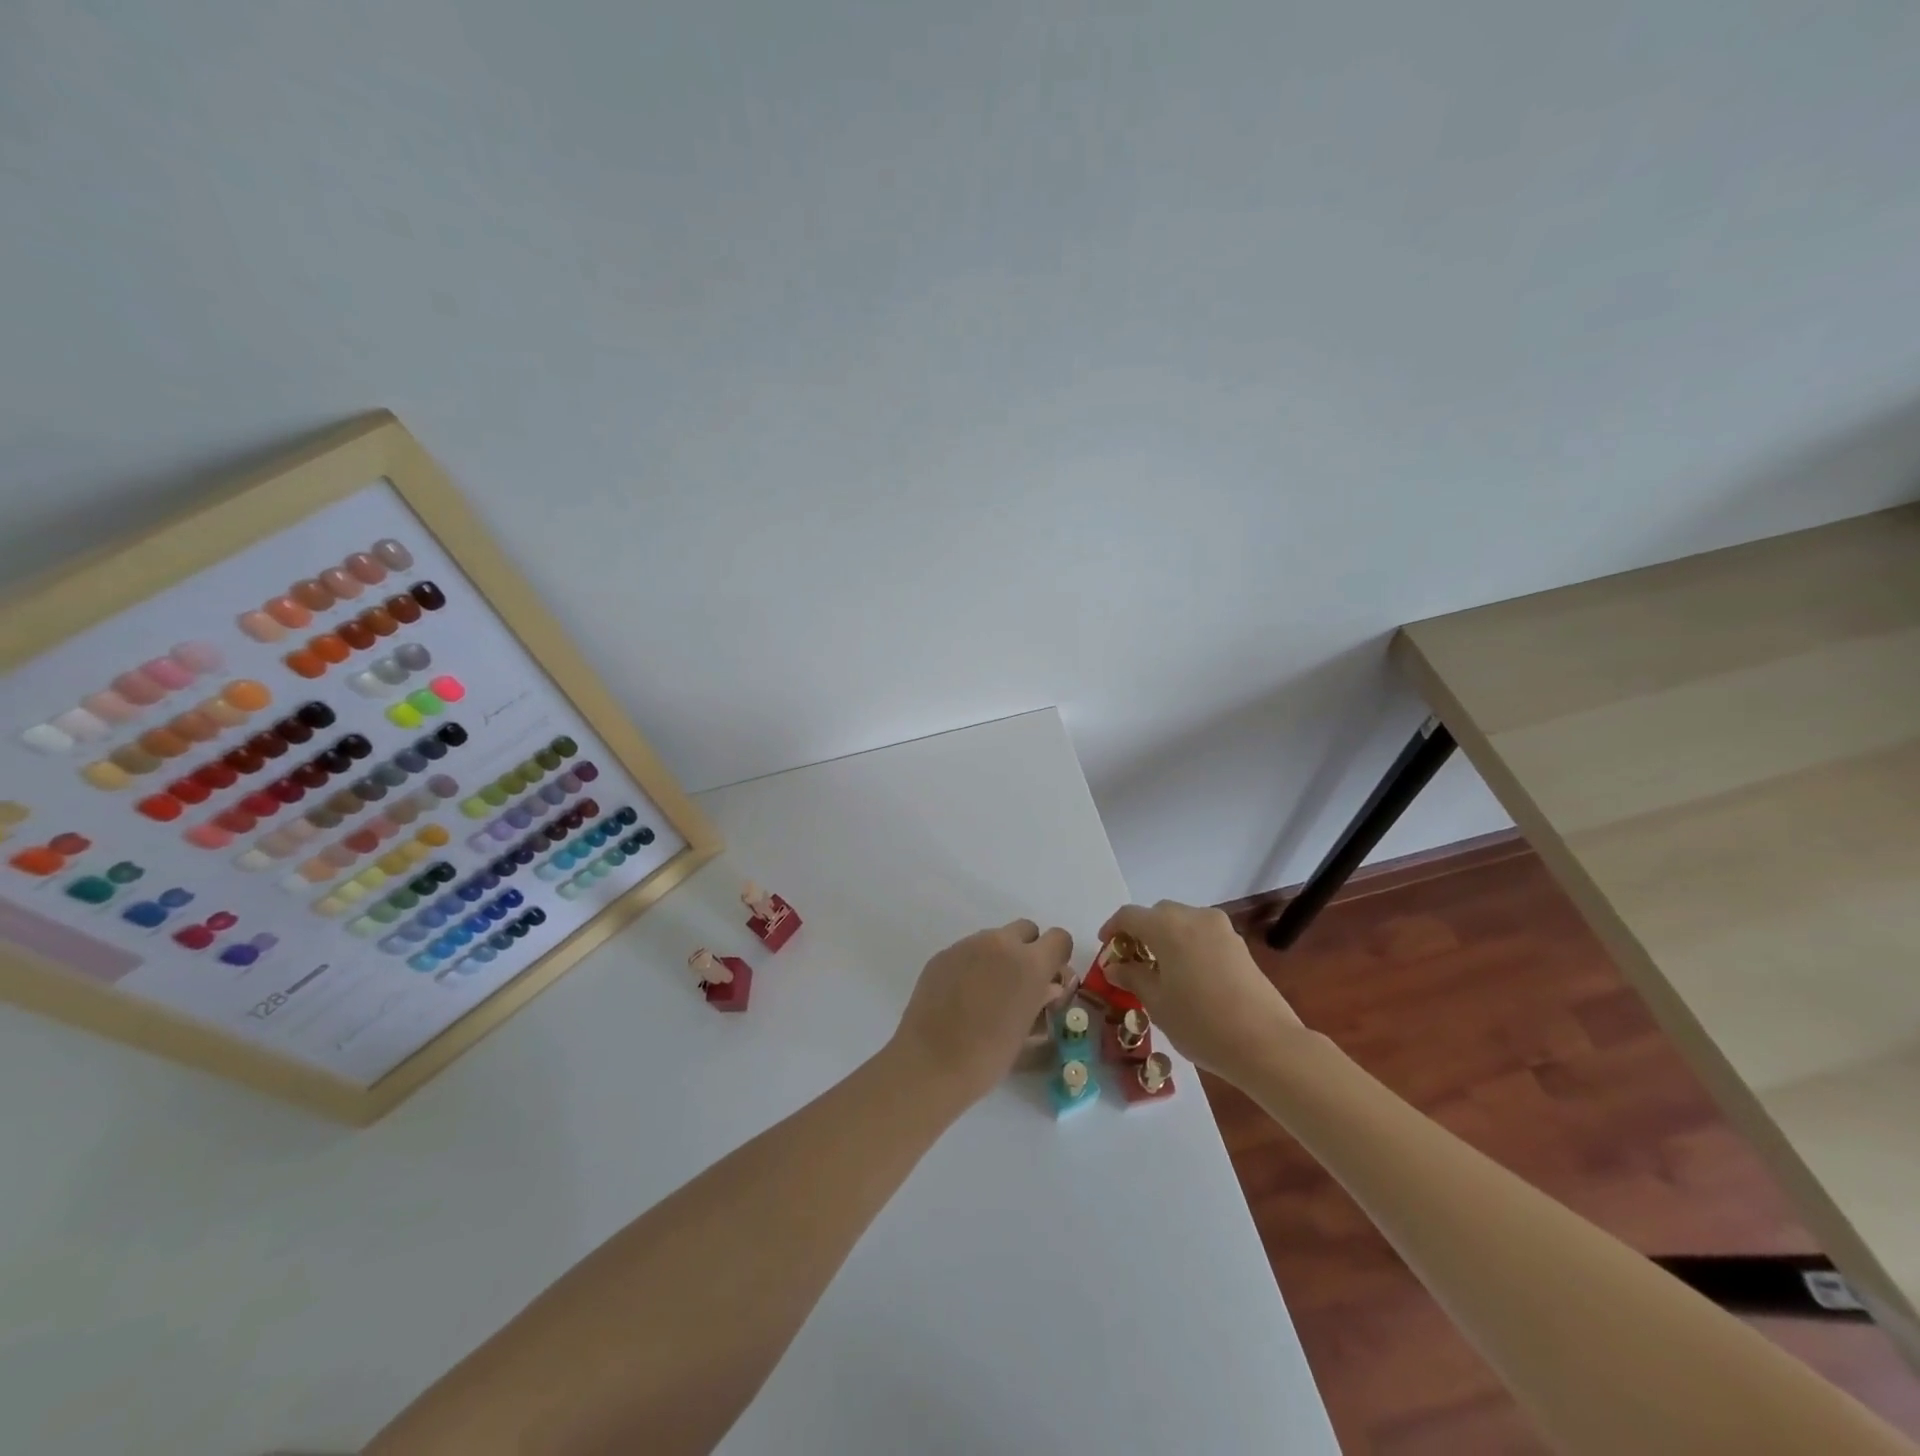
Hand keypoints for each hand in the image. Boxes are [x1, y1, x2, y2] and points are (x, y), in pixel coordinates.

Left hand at [892, 919, 1073, 1105]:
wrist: (931, 1062)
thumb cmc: (988, 1055)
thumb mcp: (1026, 1030)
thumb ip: (1042, 1000)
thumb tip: (1047, 988)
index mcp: (1030, 963)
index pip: (1059, 938)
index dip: (1057, 958)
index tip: (1049, 980)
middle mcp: (1000, 943)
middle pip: (1027, 930)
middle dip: (1029, 951)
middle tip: (1020, 985)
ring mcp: (968, 945)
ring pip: (995, 938)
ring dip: (999, 957)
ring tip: (987, 993)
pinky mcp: (943, 953)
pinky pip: (968, 950)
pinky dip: (973, 965)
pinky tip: (962, 996)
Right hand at [1099, 900, 1304, 1080]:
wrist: (1267, 1044)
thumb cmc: (1200, 1023)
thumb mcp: (1157, 1002)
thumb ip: (1132, 977)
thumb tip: (1114, 966)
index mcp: (1167, 926)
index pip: (1129, 916)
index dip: (1112, 929)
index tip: (1106, 948)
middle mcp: (1194, 917)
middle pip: (1158, 914)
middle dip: (1141, 932)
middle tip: (1132, 962)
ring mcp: (1221, 929)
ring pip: (1183, 922)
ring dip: (1166, 938)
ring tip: (1160, 971)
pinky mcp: (1239, 945)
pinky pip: (1203, 935)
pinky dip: (1188, 945)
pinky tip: (1188, 976)